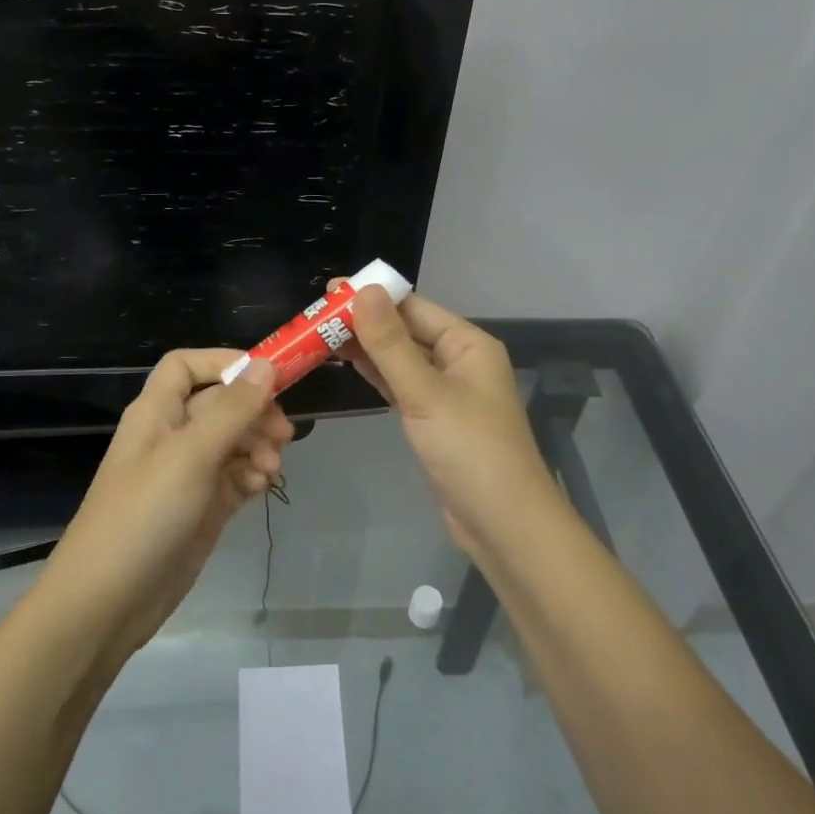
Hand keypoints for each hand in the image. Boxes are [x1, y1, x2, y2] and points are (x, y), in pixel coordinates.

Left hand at [38, 349, 291, 657]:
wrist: (107, 602)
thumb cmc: (144, 515)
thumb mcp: (191, 455)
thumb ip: (232, 410)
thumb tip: (267, 365)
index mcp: (157, 412)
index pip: (187, 366)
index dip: (225, 363)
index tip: (268, 376)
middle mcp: (171, 436)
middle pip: (220, 404)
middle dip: (254, 412)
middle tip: (283, 435)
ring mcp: (187, 474)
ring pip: (233, 441)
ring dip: (258, 447)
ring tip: (272, 470)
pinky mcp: (200, 508)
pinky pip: (234, 477)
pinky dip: (252, 476)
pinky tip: (262, 488)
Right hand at [334, 282, 566, 554]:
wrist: (501, 523)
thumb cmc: (469, 450)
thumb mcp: (425, 392)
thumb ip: (390, 343)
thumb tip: (364, 289)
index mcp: (467, 344)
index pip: (413, 307)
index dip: (372, 297)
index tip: (328, 291)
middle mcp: (458, 360)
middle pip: (405, 331)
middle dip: (364, 322)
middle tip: (313, 315)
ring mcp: (446, 391)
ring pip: (400, 359)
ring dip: (365, 348)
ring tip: (319, 334)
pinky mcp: (433, 418)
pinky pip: (400, 385)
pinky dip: (376, 374)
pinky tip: (347, 363)